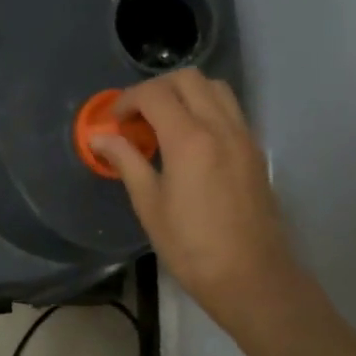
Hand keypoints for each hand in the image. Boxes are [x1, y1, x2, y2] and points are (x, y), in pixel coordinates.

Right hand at [91, 69, 313, 339]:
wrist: (251, 276)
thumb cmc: (191, 247)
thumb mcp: (149, 205)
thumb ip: (127, 162)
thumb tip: (100, 137)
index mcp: (189, 139)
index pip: (155, 94)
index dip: (127, 100)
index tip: (113, 121)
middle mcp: (220, 126)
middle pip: (188, 79)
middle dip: (156, 88)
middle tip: (136, 117)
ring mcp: (243, 136)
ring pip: (215, 88)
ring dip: (185, 93)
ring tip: (164, 123)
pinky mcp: (255, 151)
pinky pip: (230, 110)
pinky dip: (206, 108)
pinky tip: (190, 140)